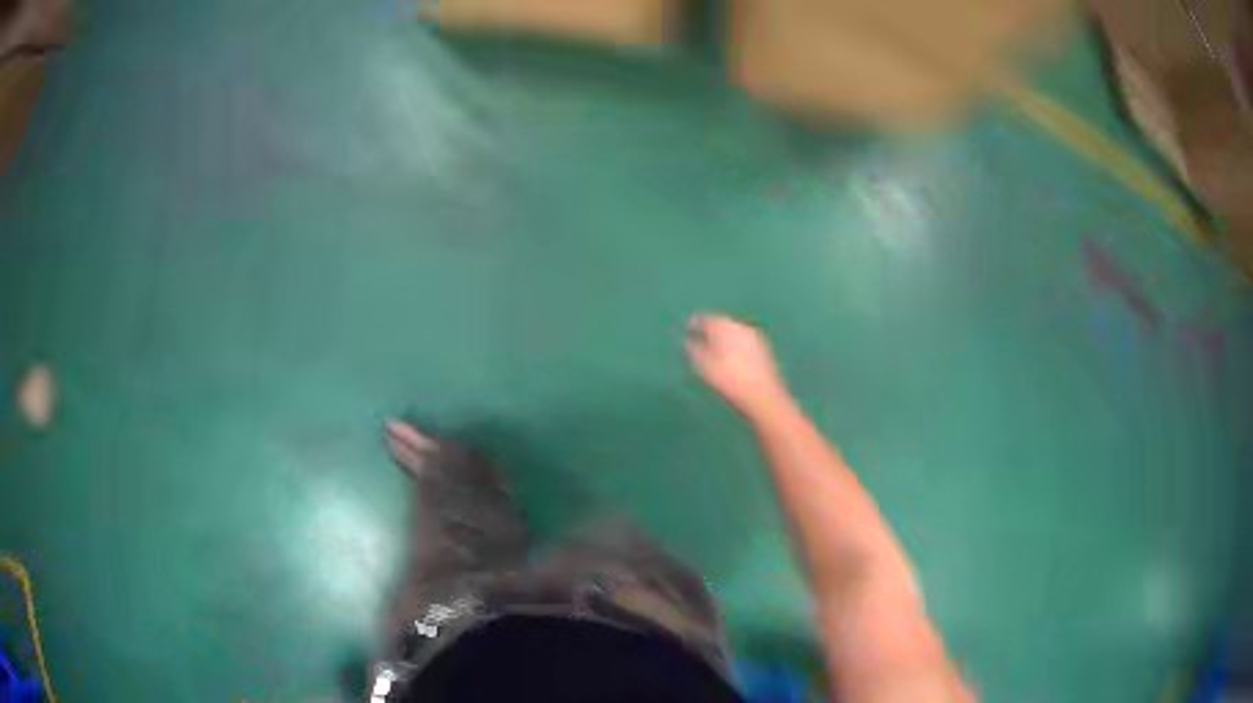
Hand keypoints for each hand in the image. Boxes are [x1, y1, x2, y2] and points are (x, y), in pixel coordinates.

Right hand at [686, 313, 791, 418]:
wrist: (763, 397)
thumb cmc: (729, 381)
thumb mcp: (703, 367)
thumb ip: (693, 349)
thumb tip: (686, 340)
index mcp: (724, 326)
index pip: (705, 319)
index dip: (694, 323)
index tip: (686, 330)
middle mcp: (740, 326)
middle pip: (721, 323)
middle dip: (710, 330)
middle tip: (699, 339)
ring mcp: (755, 337)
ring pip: (734, 332)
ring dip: (723, 338)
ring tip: (714, 350)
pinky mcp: (764, 349)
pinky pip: (744, 342)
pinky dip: (735, 346)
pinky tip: (732, 358)